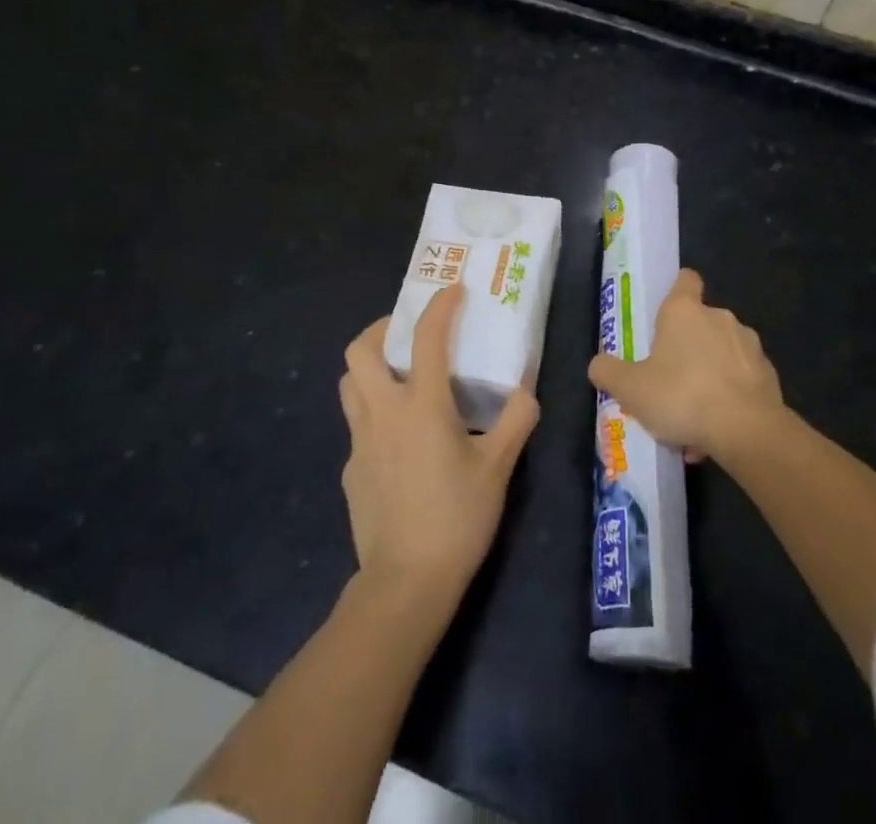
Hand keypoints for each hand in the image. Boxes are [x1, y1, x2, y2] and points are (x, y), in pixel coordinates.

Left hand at [339, 284, 539, 603]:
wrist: (405, 584)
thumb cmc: (457, 518)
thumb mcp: (498, 468)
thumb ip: (515, 422)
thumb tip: (526, 392)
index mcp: (422, 405)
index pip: (428, 338)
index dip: (440, 306)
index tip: (453, 291)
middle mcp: (383, 413)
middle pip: (360, 351)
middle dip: (381, 329)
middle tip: (407, 333)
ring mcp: (360, 443)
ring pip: (349, 385)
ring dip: (369, 368)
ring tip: (399, 377)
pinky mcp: (351, 471)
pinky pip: (357, 426)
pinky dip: (374, 414)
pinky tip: (399, 441)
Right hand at [586, 269, 782, 459]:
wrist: (747, 430)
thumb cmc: (682, 396)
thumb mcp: (631, 389)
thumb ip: (609, 372)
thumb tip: (598, 364)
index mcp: (685, 311)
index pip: (685, 280)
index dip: (677, 290)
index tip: (666, 313)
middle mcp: (720, 317)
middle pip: (700, 323)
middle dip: (687, 348)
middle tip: (669, 381)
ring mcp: (749, 345)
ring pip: (722, 355)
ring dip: (709, 377)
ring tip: (693, 418)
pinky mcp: (768, 374)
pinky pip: (741, 381)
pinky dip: (729, 398)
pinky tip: (715, 431)